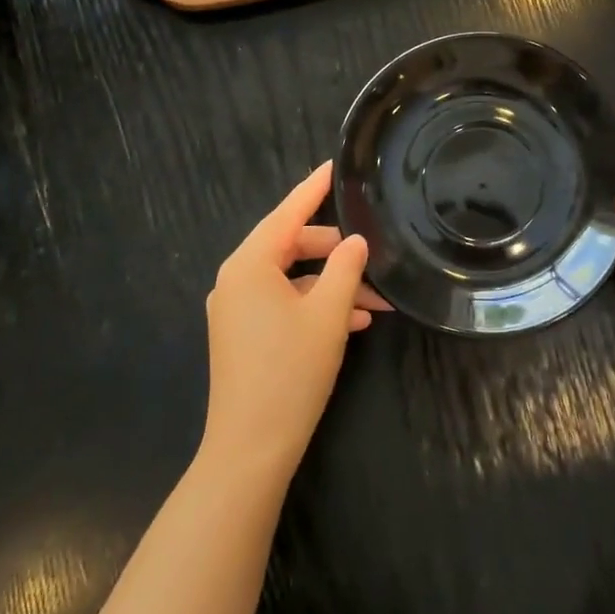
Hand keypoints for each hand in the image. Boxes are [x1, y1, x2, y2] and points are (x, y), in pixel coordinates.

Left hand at [201, 162, 386, 479]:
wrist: (250, 448)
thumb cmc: (290, 372)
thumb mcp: (329, 314)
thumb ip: (346, 268)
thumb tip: (356, 241)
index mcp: (250, 264)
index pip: (288, 212)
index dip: (314, 188)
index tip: (335, 165)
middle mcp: (237, 279)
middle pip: (292, 246)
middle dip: (336, 251)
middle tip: (375, 253)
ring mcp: (237, 308)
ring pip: (293, 279)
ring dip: (333, 285)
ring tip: (377, 299)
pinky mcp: (243, 334)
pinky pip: (284, 303)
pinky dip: (316, 306)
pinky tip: (354, 322)